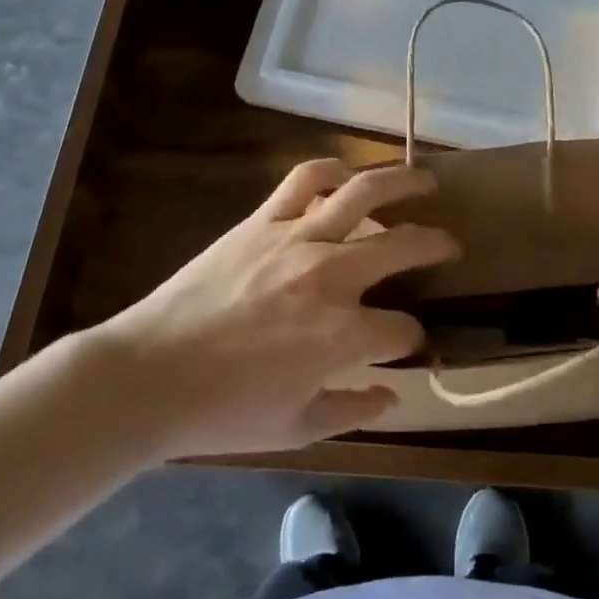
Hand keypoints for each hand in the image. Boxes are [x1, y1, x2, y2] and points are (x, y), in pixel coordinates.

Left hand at [97, 159, 456, 457]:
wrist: (148, 374)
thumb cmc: (222, 411)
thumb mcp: (295, 429)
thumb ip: (352, 410)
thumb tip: (391, 395)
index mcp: (343, 335)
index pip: (402, 329)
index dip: (413, 339)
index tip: (411, 344)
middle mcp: (332, 275)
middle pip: (403, 246)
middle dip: (436, 245)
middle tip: (451, 245)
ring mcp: (297, 238)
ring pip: (363, 193)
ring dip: (403, 182)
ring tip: (425, 179)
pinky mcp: (264, 219)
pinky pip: (304, 179)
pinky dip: (331, 169)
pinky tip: (346, 174)